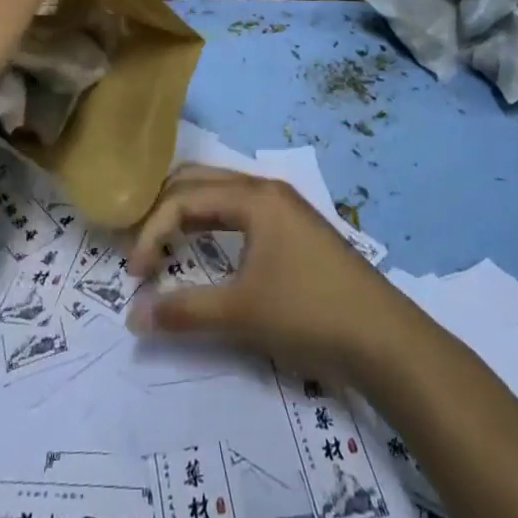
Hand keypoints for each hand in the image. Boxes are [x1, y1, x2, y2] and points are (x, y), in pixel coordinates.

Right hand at [124, 166, 412, 384]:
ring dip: (190, 212)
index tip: (134, 275)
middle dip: (165, 208)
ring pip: (223, 193)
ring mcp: (286, 206)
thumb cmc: (308, 313)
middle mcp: (267, 189)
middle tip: (142, 245)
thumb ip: (184, 311)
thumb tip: (133, 315)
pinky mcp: (296, 228)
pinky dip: (214, 222)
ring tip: (167, 244)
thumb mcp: (241, 313)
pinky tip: (210, 248)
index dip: (152, 232)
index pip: (185, 198)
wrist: (384, 337)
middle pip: (201, 181)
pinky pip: (241, 210)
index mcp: (254, 196)